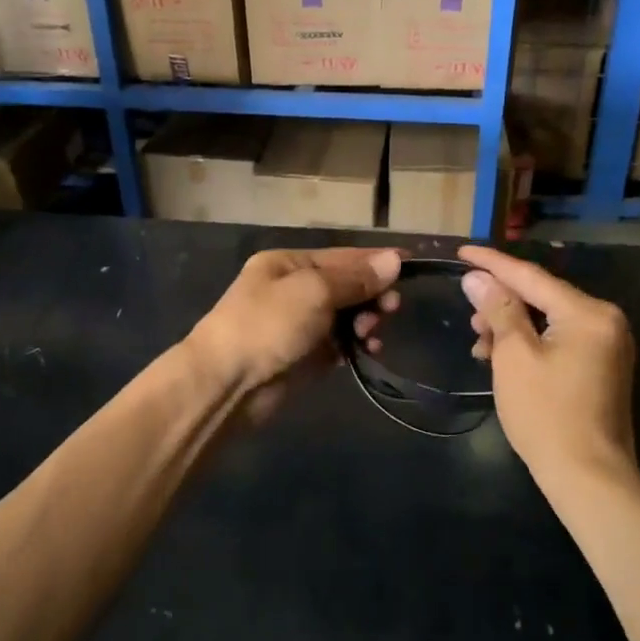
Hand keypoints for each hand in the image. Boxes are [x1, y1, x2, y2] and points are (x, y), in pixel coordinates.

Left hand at [188, 248, 402, 419]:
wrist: (227, 383)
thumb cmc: (267, 324)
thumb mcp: (313, 291)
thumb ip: (355, 279)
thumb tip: (394, 261)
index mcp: (289, 264)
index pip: (343, 256)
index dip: (376, 260)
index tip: (412, 264)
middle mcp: (294, 290)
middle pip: (347, 286)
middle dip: (372, 294)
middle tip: (392, 308)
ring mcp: (299, 325)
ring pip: (347, 317)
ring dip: (366, 321)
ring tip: (372, 334)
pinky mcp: (305, 357)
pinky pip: (340, 345)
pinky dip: (356, 346)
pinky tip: (369, 350)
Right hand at [458, 245, 637, 486]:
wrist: (589, 477)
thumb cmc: (546, 413)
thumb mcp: (514, 356)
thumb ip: (498, 310)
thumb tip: (477, 277)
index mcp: (588, 313)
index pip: (531, 276)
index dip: (492, 263)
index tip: (461, 251)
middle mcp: (605, 321)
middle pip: (542, 297)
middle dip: (501, 302)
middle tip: (468, 315)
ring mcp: (607, 346)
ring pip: (548, 320)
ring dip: (512, 326)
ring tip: (480, 343)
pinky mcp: (602, 367)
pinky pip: (559, 340)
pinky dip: (530, 343)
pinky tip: (502, 358)